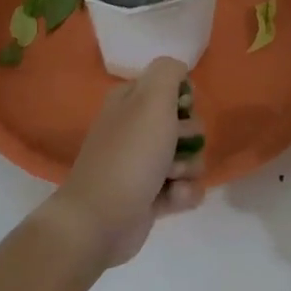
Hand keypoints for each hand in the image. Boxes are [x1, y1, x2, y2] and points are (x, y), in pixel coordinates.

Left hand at [46, 57, 207, 267]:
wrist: (100, 221)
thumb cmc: (129, 155)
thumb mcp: (151, 99)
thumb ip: (169, 72)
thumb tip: (180, 69)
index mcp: (130, 101)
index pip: (171, 87)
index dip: (184, 100)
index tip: (182, 110)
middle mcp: (136, 129)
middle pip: (186, 124)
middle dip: (190, 138)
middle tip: (174, 147)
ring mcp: (143, 165)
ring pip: (190, 158)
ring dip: (189, 169)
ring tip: (172, 179)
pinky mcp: (151, 197)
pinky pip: (185, 188)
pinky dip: (184, 194)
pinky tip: (172, 199)